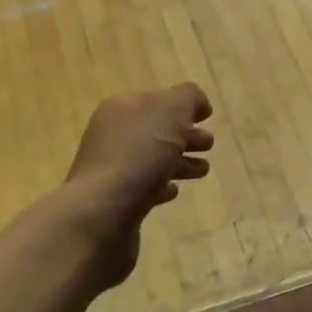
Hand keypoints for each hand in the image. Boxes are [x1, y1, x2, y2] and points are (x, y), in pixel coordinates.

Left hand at [64, 83, 213, 288]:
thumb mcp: (171, 112)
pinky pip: (143, 188)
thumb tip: (198, 103)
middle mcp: (112, 136)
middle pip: (155, 131)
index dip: (183, 106)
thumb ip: (188, 98)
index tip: (207, 117)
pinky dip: (161, 187)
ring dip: (178, 162)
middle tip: (209, 145)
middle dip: (184, 135)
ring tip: (203, 170)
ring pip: (152, 160)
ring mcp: (110, 170)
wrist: (102, 213)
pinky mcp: (115, 202)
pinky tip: (174, 191)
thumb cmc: (139, 155)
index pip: (157, 100)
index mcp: (122, 110)